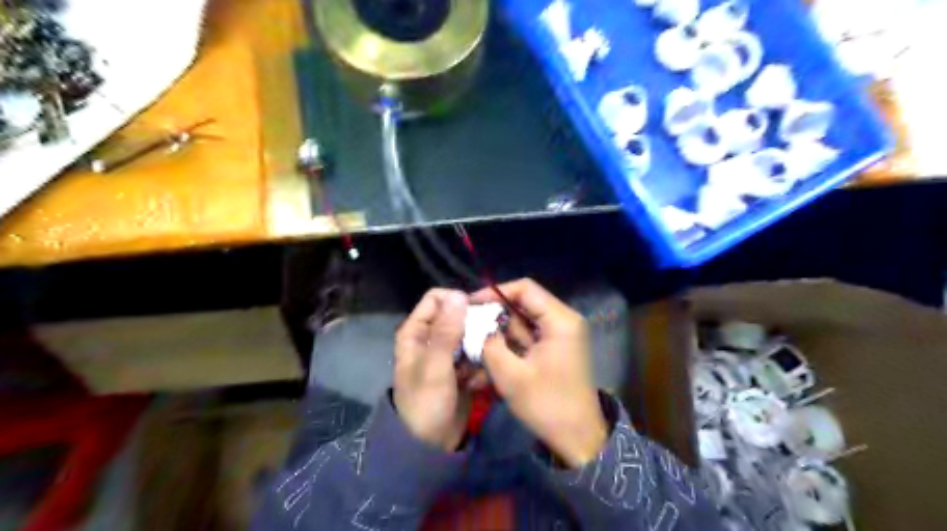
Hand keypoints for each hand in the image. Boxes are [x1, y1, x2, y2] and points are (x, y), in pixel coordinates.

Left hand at [393, 291, 468, 451]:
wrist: (429, 447)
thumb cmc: (425, 404)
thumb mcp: (434, 366)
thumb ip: (446, 331)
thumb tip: (459, 294)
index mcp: (416, 332)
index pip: (437, 299)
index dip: (457, 301)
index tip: (478, 312)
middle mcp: (431, 338)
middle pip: (457, 316)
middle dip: (474, 326)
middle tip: (490, 339)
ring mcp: (447, 354)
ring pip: (470, 335)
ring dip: (480, 347)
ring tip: (483, 365)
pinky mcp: (461, 369)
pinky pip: (475, 355)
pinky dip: (480, 365)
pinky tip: (479, 382)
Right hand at [474, 280, 606, 465]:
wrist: (578, 439)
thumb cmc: (547, 405)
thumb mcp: (510, 375)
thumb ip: (490, 344)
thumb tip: (477, 326)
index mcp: (560, 320)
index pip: (525, 289)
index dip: (495, 292)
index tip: (472, 305)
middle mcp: (564, 321)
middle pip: (524, 304)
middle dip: (495, 314)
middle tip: (469, 323)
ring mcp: (560, 335)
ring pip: (523, 322)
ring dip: (500, 332)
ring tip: (473, 341)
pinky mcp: (555, 348)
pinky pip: (528, 337)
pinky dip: (509, 344)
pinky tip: (488, 356)